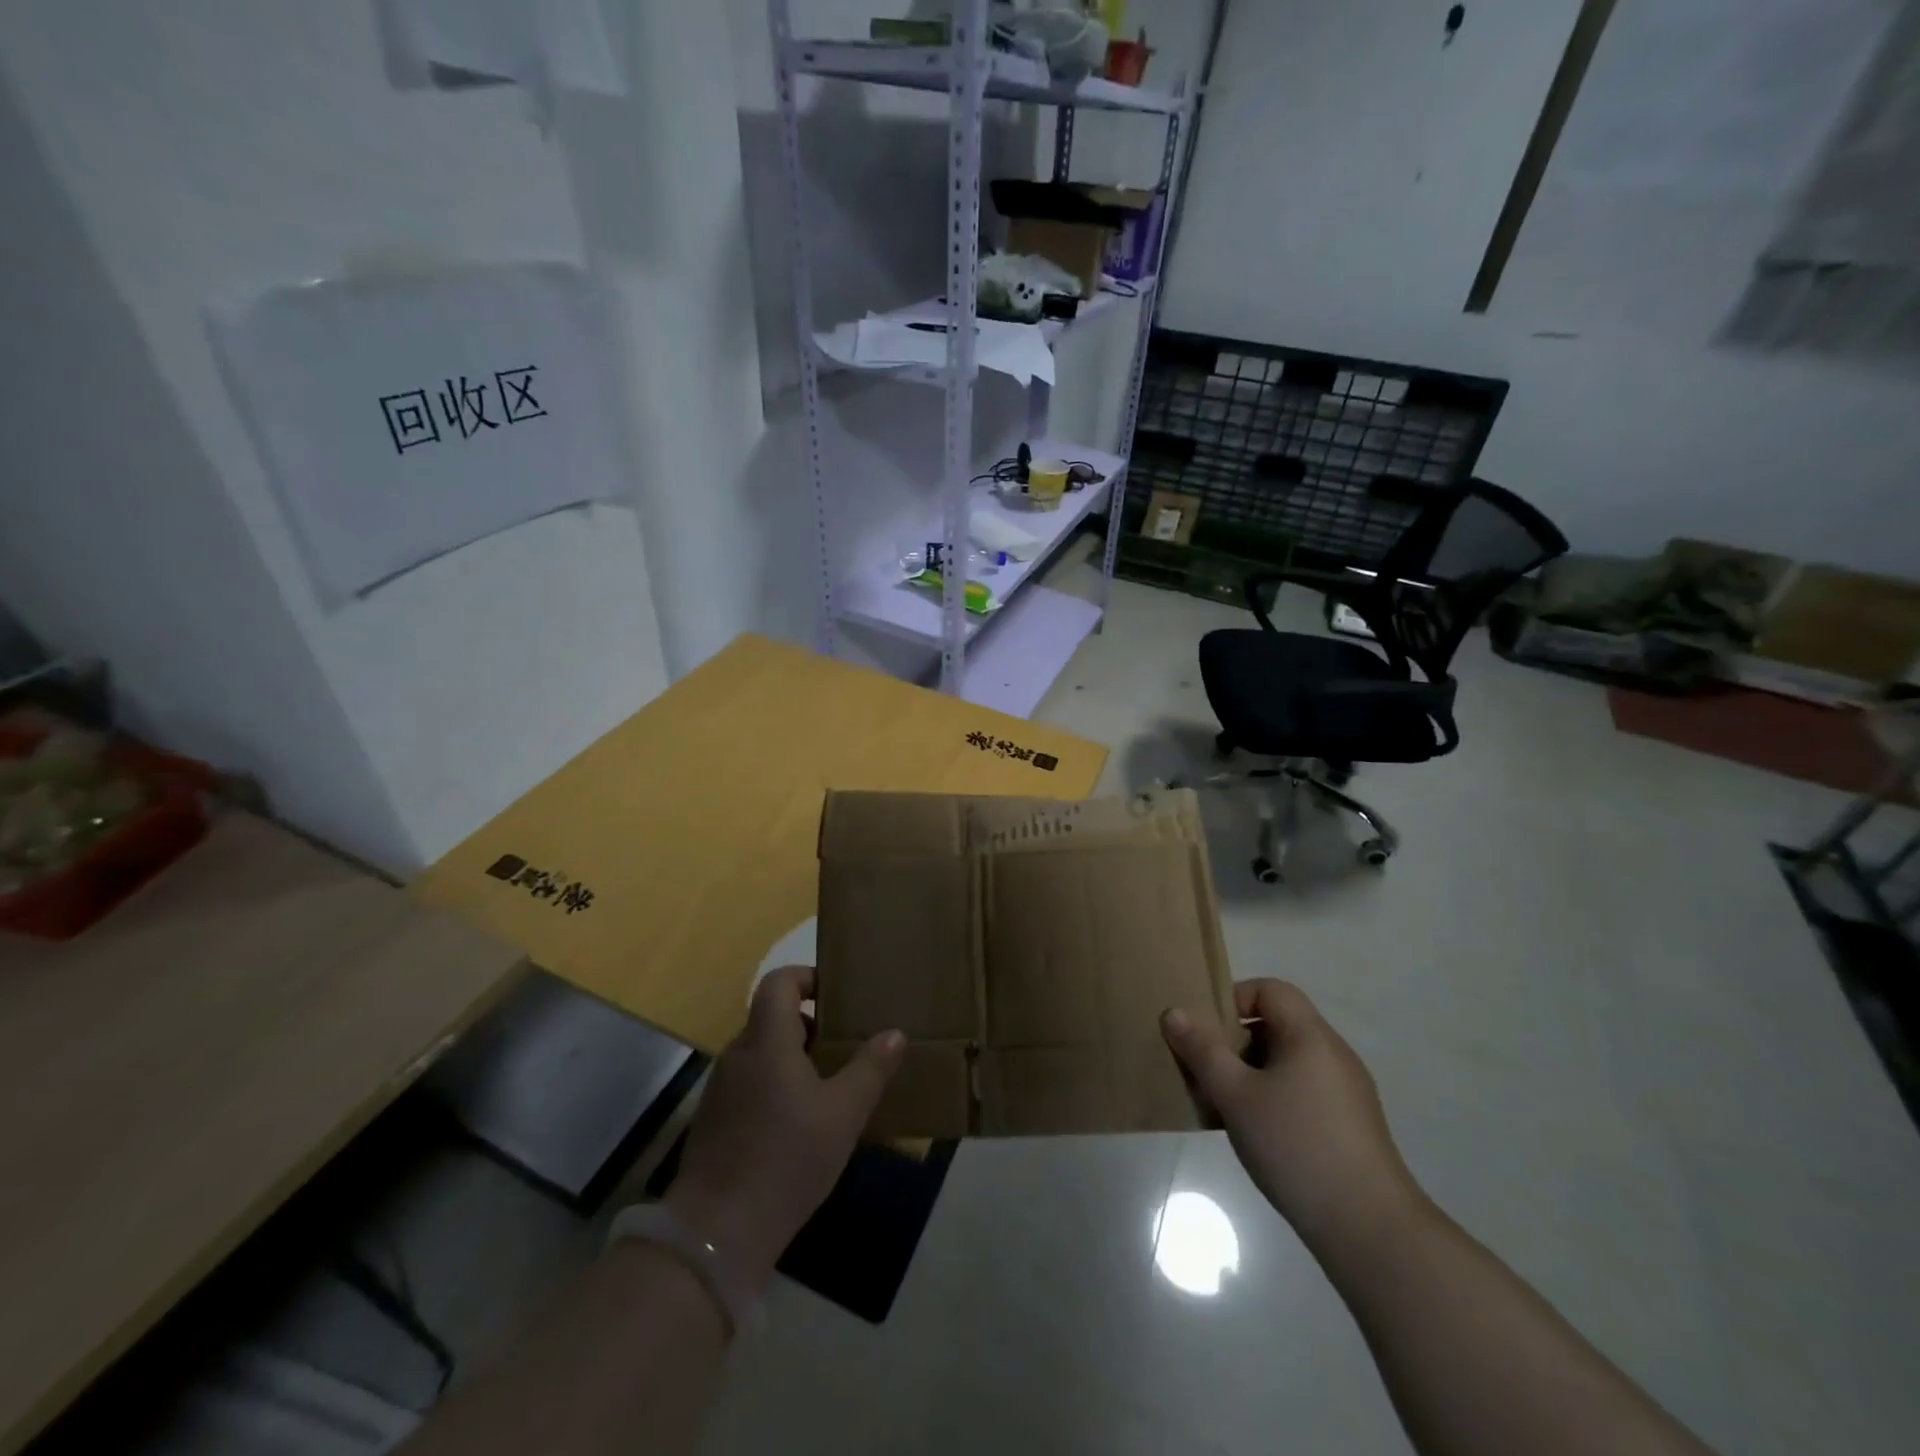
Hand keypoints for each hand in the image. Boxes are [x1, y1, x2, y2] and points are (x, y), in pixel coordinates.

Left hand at [666, 965, 903, 1293]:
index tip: (836, 995)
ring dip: (794, 1059)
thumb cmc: (786, 1159)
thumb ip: (870, 1069)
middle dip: (810, 1025)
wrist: (716, 1234)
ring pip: (762, 1054)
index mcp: (767, 1040)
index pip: (778, 982)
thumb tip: (894, 1034)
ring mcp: (721, 1089)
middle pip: (772, 1017)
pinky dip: (777, 1087)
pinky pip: (751, 1084)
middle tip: (845, 1046)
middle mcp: (738, 1054)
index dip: (806, 976)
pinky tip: (800, 1125)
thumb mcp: (843, 1114)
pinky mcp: (714, 1121)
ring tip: (830, 1087)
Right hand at [1161, 979, 1423, 1245]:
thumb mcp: (1236, 1095)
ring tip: (1225, 1107)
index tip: (1207, 1033)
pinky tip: (1258, 1135)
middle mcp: (1333, 1054)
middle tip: (1207, 1072)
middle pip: (1277, 1025)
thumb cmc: (1296, 1146)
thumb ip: (1202, 1051)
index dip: (1233, 1000)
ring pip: (1287, 1062)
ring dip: (1251, 1074)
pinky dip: (1274, 1098)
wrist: (1371, 1230)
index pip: (1269, 990)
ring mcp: (1347, 1091)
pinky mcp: (1351, 1125)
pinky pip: (1303, 1091)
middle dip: (1235, 1042)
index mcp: (1310, 1036)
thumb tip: (1174, 1013)